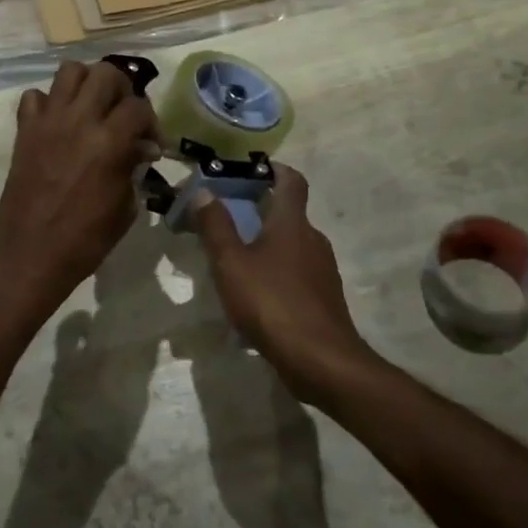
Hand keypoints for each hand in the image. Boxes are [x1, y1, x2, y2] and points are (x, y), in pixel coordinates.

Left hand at [0, 60, 160, 316]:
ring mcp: (47, 122)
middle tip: (124, 116)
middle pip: (106, 73)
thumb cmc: (85, 241)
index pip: (139, 107)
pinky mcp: (24, 132)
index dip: (152, 122)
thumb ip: (133, 168)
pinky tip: (58, 124)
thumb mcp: (124, 207)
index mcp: (109, 142)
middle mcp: (78, 121)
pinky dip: (49, 103)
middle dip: (123, 90)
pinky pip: (34, 97)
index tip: (152, 145)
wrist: (30, 256)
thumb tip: (141, 149)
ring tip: (93, 108)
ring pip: (70, 71)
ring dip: (87, 84)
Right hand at [189, 165, 378, 404]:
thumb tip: (204, 191)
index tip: (253, 168)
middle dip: (261, 210)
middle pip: (289, 214)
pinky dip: (277, 273)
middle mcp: (313, 239)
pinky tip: (256, 294)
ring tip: (236, 258)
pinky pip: (297, 274)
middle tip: (229, 216)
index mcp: (292, 223)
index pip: (292, 181)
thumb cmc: (271, 302)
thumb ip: (216, 227)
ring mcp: (323, 270)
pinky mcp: (324, 298)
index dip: (275, 169)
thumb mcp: (231, 263)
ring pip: (293, 245)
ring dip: (268, 244)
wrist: (321, 359)